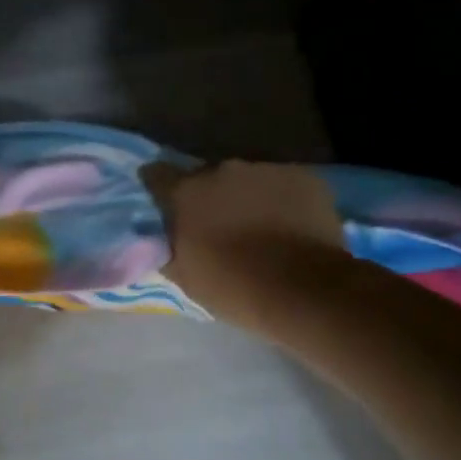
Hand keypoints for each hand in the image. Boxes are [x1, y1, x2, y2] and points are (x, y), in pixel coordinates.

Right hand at [143, 159, 347, 334]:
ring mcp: (265, 169)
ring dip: (246, 197)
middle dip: (209, 197)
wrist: (304, 290)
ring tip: (260, 228)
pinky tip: (291, 226)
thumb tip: (159, 238)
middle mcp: (221, 170)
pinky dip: (282, 200)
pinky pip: (283, 183)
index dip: (159, 189)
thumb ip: (167, 247)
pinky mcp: (302, 176)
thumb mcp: (184, 275)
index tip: (165, 205)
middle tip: (219, 227)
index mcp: (185, 192)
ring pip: (247, 179)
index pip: (156, 174)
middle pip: (206, 177)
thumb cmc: (234, 287)